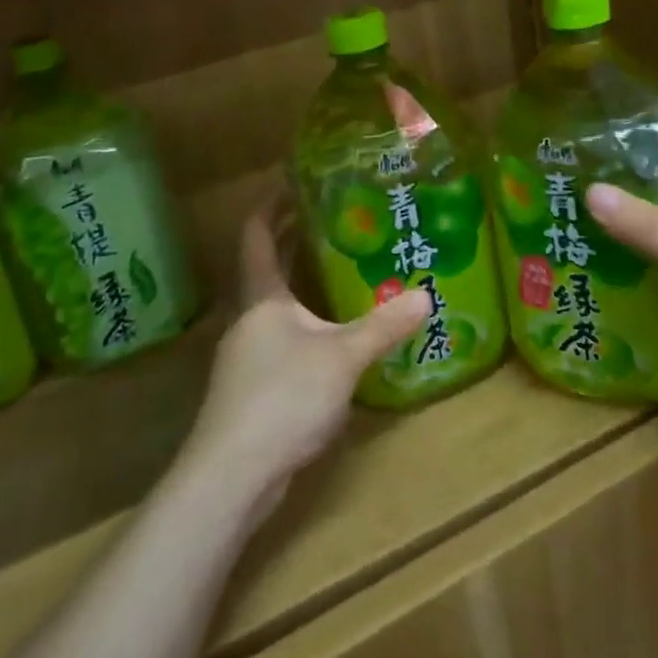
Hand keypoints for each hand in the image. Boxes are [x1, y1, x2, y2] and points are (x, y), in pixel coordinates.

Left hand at [183, 199, 429, 519]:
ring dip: (299, 284)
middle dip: (292, 240)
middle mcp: (249, 318)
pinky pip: (280, 338)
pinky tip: (331, 338)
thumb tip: (426, 296)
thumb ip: (384, 326)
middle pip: (265, 267)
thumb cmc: (283, 397)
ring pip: (274, 305)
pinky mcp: (252, 388)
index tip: (292, 183)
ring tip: (340, 272)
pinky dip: (303, 323)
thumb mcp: (343, 357)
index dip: (270, 205)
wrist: (231, 475)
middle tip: (332, 218)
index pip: (257, 235)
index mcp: (263, 297)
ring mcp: (246, 355)